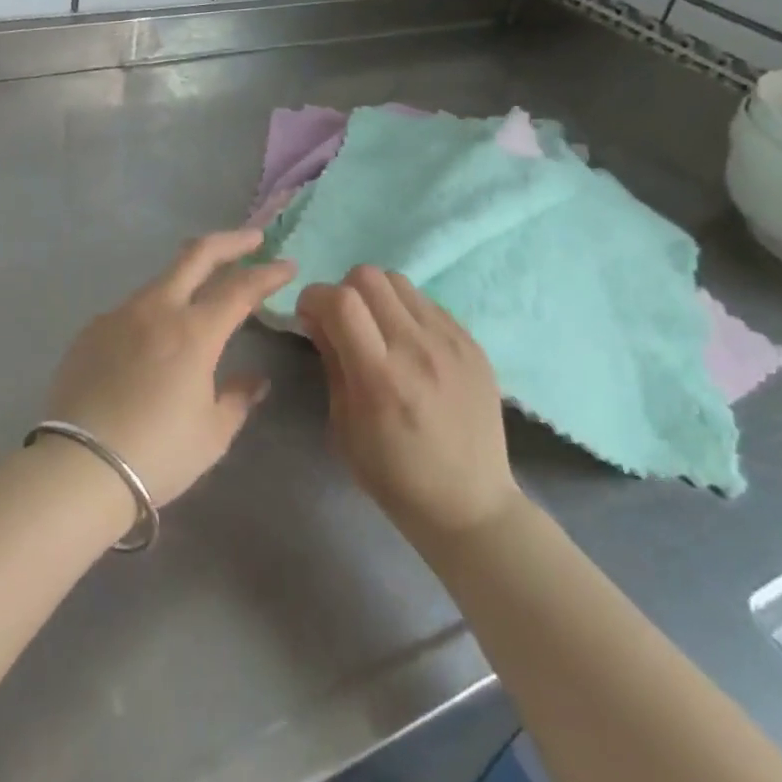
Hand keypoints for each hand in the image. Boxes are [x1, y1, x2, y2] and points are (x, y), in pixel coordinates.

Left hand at [46, 231, 295, 505]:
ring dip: (188, 278)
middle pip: (196, 255)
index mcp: (193, 332)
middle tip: (252, 240)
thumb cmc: (158, 453)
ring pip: (160, 281)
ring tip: (203, 292)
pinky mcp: (91, 331)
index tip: (287, 266)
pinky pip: (131, 310)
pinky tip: (153, 339)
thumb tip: (254, 380)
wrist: (80, 466)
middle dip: (230, 242)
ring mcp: (118, 315)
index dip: (268, 274)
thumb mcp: (212, 433)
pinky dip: (153, 312)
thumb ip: (237, 398)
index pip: (240, 289)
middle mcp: (156, 310)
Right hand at [297, 267, 520, 543]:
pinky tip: (409, 344)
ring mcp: (451, 343)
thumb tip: (316, 317)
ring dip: (375, 296)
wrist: (471, 504)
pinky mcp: (473, 344)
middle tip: (343, 322)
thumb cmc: (393, 475)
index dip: (314, 297)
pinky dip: (406, 311)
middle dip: (343, 291)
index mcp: (380, 377)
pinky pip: (427, 302)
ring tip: (377, 328)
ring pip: (399, 281)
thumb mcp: (343, 426)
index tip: (309, 316)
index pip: (340, 300)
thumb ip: (331, 362)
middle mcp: (418, 349)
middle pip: (368, 276)